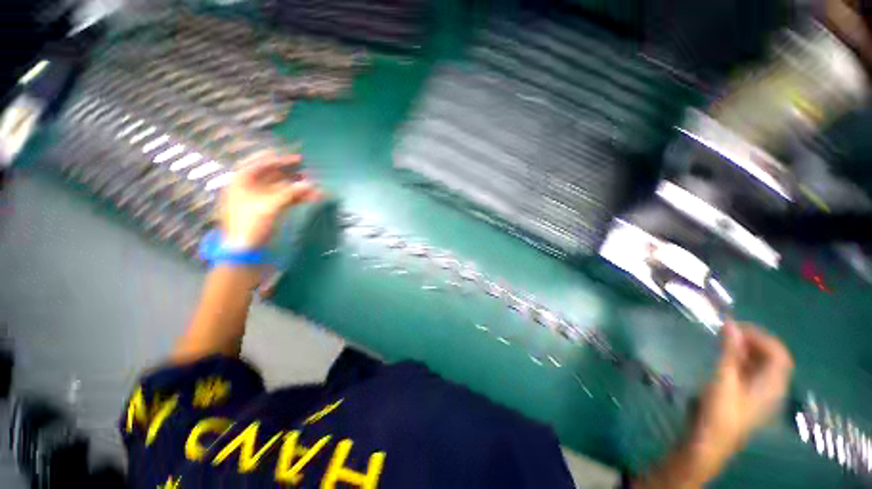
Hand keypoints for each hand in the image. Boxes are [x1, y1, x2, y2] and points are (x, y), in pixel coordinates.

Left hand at [220, 152, 320, 249]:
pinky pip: (287, 199)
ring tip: (316, 189)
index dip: (279, 160)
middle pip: (274, 175)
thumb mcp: (269, 207)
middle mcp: (251, 187)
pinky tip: (312, 198)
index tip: (298, 159)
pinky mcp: (270, 210)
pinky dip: (299, 198)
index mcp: (242, 182)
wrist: (245, 251)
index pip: (261, 164)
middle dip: (293, 175)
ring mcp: (262, 199)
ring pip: (283, 188)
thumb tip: (310, 183)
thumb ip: (289, 193)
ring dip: (299, 188)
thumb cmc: (250, 225)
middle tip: (310, 173)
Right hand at [689, 322, 793, 478]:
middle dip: (753, 342)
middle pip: (773, 358)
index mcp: (773, 384)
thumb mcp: (723, 378)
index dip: (760, 336)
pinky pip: (753, 374)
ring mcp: (762, 395)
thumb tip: (731, 324)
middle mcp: (773, 388)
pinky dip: (742, 362)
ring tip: (724, 343)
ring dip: (746, 351)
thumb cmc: (720, 410)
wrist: (710, 441)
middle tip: (728, 333)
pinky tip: (725, 360)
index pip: (778, 352)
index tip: (735, 327)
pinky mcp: (750, 399)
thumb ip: (729, 351)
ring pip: (762, 366)